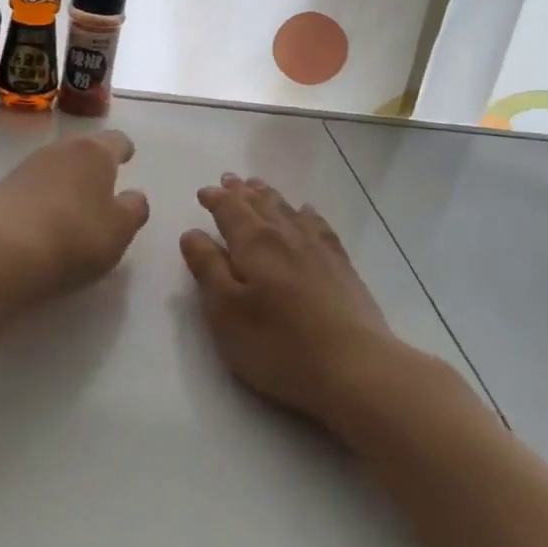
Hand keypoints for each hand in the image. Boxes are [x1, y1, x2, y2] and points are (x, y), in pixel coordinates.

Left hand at [0, 130, 150, 305]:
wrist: (4, 255)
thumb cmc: (76, 237)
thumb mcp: (121, 229)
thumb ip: (134, 208)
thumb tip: (133, 196)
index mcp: (94, 152)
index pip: (116, 140)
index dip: (124, 150)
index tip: (127, 157)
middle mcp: (59, 150)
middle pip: (82, 150)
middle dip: (93, 166)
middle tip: (102, 187)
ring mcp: (26, 167)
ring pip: (55, 167)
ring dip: (65, 181)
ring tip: (72, 208)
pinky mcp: (1, 190)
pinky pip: (31, 188)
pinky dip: (41, 199)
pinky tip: (43, 222)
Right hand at [179, 174, 410, 432]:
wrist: (354, 367)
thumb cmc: (278, 344)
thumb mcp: (226, 312)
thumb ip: (207, 269)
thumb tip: (193, 233)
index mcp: (254, 243)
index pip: (229, 210)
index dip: (215, 199)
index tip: (203, 192)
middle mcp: (286, 235)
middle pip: (260, 203)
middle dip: (241, 191)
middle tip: (229, 179)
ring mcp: (318, 248)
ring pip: (288, 209)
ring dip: (269, 196)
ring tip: (259, 186)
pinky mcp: (341, 265)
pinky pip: (318, 225)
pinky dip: (306, 213)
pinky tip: (306, 212)